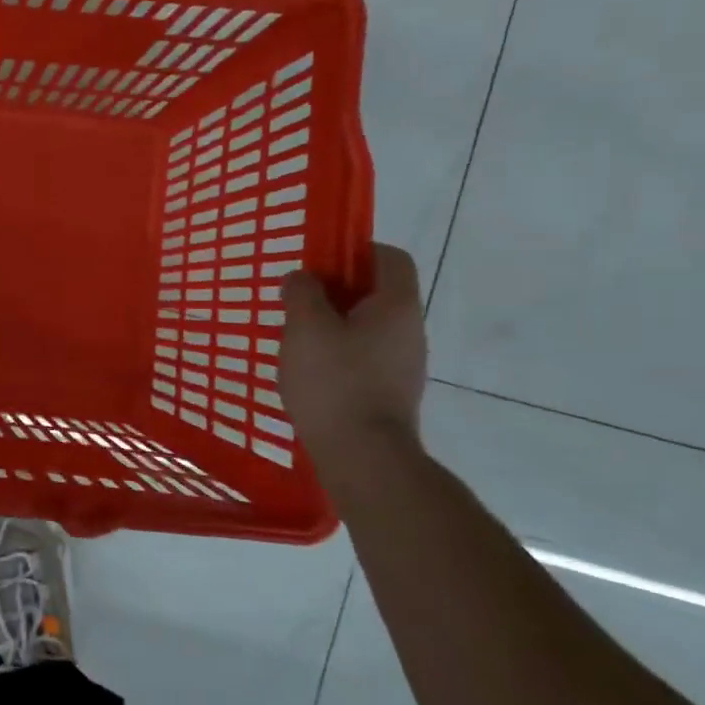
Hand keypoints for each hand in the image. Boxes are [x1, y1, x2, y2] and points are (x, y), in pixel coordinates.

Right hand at [280, 243, 427, 449]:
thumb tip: (302, 278)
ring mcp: (404, 364)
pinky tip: (308, 370)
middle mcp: (409, 330)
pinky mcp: (390, 391)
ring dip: (332, 323)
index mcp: (396, 305)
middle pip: (375, 291)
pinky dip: (337, 353)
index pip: (388, 256)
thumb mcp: (305, 327)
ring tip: (295, 337)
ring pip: (366, 326)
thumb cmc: (335, 381)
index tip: (317, 261)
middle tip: (296, 300)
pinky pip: (363, 356)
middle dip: (334, 290)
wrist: (363, 456)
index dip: (354, 248)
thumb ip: (302, 293)